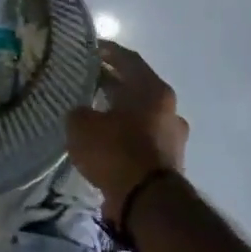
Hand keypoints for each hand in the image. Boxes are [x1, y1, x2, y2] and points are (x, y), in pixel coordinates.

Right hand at [65, 41, 188, 224]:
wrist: (148, 203)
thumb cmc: (116, 151)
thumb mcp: (81, 125)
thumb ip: (79, 111)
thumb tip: (82, 112)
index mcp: (153, 90)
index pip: (127, 59)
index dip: (106, 50)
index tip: (88, 47)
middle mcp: (168, 108)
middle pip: (136, 87)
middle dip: (111, 82)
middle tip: (85, 79)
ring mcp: (172, 136)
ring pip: (139, 114)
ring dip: (118, 111)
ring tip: (92, 112)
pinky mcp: (168, 161)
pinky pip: (141, 138)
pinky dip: (124, 135)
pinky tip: (103, 141)